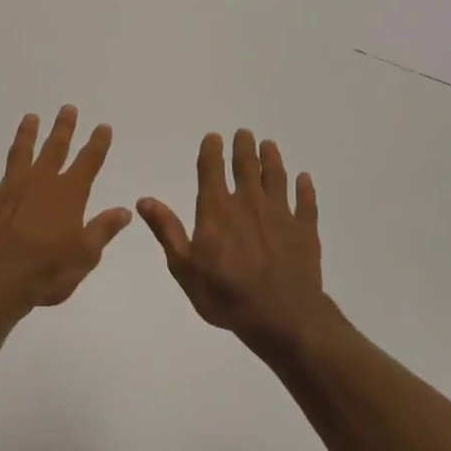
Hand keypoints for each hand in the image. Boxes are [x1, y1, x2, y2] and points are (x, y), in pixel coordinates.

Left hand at [0, 106, 132, 314]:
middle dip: (63, 128)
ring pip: (20, 153)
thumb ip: (103, 229)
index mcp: (68, 195)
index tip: (103, 126)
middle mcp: (39, 183)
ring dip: (26, 134)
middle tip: (68, 108)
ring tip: (31, 117)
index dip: (97, 144)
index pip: (88, 163)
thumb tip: (124, 210)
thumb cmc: (46, 272)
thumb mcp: (85, 256)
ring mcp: (9, 187)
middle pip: (54, 149)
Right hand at [138, 130, 330, 355]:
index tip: (214, 137)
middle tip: (245, 133)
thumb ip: (167, 230)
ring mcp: (280, 214)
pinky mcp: (305, 230)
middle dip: (244, 147)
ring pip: (276, 178)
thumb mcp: (185, 268)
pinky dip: (305, 189)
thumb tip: (144, 199)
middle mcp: (249, 203)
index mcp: (217, 210)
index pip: (212, 171)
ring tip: (269, 145)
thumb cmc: (226, 295)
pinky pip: (305, 203)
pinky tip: (304, 179)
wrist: (282, 317)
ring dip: (272, 159)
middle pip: (246, 167)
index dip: (211, 151)